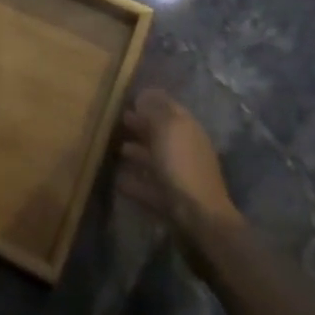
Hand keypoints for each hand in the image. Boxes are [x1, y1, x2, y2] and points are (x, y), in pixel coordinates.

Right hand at [117, 89, 242, 251]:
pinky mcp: (170, 201)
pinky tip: (117, 179)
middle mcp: (184, 149)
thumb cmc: (181, 166)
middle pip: (160, 133)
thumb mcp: (167, 129)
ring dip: (136, 152)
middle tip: (117, 120)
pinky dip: (134, 181)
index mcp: (187, 129)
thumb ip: (155, 110)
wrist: (199, 219)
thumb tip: (144, 95)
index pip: (168, 107)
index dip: (150, 100)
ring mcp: (178, 177)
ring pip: (154, 159)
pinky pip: (148, 186)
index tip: (128, 97)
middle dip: (141, 126)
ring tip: (115, 148)